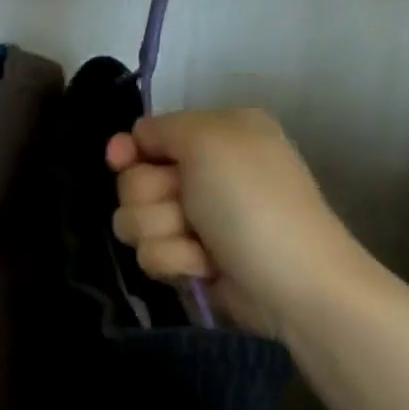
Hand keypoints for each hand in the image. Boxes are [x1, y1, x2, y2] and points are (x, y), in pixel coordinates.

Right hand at [106, 108, 369, 338]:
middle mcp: (204, 173)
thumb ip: (163, 128)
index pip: (145, 137)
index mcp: (216, 135)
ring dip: (163, 234)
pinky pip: (150, 255)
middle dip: (151, 199)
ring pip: (134, 222)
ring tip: (201, 244)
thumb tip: (133, 140)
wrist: (288, 281)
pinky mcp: (188, 259)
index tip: (120, 161)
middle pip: (132, 182)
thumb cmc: (252, 202)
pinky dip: (175, 261)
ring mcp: (194, 220)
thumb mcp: (211, 140)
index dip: (128, 150)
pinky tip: (205, 267)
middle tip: (187, 207)